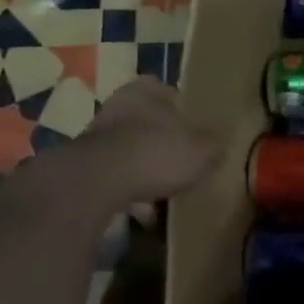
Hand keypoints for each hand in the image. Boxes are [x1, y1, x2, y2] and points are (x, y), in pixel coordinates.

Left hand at [38, 77, 222, 218]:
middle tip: (183, 163)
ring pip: (130, 152)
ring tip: (166, 194)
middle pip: (147, 123)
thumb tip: (220, 144)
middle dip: (163, 143)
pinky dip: (129, 193)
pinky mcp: (83, 168)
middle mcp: (117, 107)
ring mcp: (96, 138)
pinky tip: (144, 212)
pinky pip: (115, 179)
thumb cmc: (156, 152)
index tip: (195, 131)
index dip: (183, 110)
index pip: (166, 91)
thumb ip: (213, 145)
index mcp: (145, 91)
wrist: (96, 183)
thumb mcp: (202, 149)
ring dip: (145, 170)